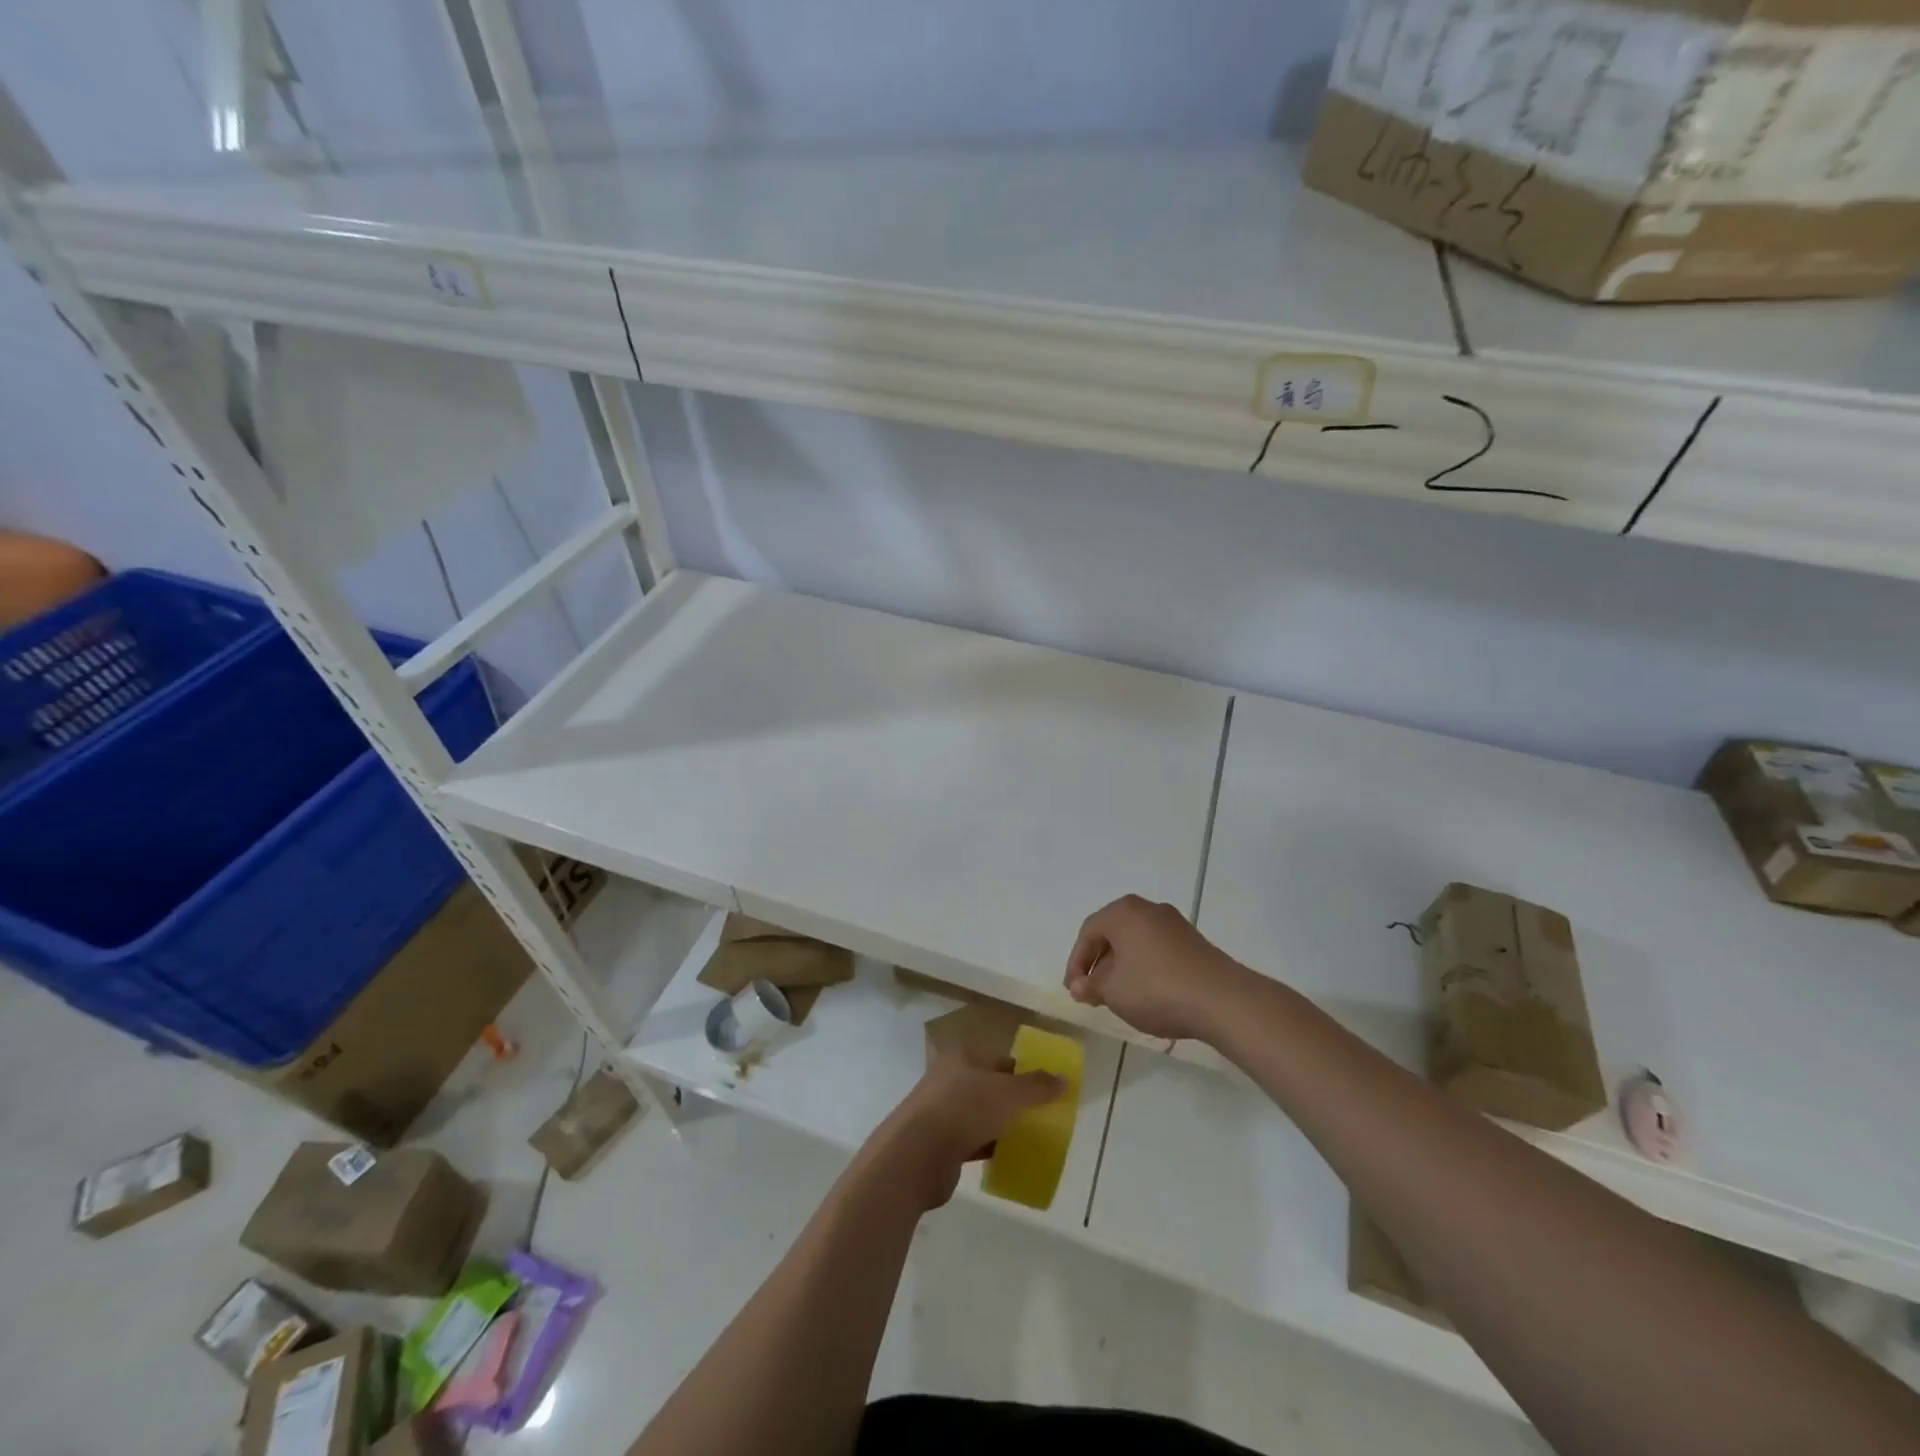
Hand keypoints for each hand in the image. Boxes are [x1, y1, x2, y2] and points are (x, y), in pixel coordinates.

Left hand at [865, 1053, 1065, 1210]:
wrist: (916, 1156)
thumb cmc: (963, 1110)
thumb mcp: (1007, 1093)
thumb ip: (1036, 1086)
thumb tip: (1064, 1078)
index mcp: (961, 1056)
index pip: (1000, 1058)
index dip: (1024, 1071)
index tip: (1048, 1089)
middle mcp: (950, 1078)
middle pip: (991, 1086)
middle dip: (1016, 1100)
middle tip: (1044, 1116)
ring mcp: (942, 1111)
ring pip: (982, 1114)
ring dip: (1004, 1124)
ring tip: (1033, 1138)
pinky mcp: (940, 1142)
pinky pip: (974, 1141)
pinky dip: (991, 1147)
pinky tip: (1010, 1158)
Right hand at [1065, 894, 1248, 1042]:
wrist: (1221, 1000)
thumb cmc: (1156, 989)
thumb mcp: (1113, 992)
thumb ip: (1091, 986)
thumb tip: (1079, 986)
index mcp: (1123, 912)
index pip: (1088, 932)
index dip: (1076, 963)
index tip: (1074, 990)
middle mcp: (1148, 909)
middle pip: (1112, 933)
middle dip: (1099, 963)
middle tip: (1092, 992)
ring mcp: (1174, 924)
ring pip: (1136, 942)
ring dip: (1121, 967)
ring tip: (1118, 996)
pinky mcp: (1194, 942)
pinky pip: (1157, 949)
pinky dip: (1144, 967)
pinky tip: (1146, 993)